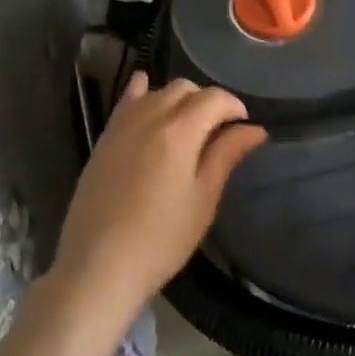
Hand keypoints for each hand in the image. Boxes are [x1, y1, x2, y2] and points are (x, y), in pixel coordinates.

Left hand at [43, 74, 266, 341]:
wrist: (99, 267)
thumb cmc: (162, 239)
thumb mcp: (203, 200)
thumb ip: (226, 156)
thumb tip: (255, 129)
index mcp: (178, 132)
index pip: (214, 98)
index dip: (234, 107)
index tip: (244, 128)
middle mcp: (148, 118)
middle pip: (184, 89)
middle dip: (207, 101)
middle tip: (219, 131)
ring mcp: (120, 128)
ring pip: (155, 92)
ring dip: (178, 99)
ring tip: (189, 126)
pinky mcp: (102, 141)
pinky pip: (124, 103)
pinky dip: (140, 92)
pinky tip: (145, 90)